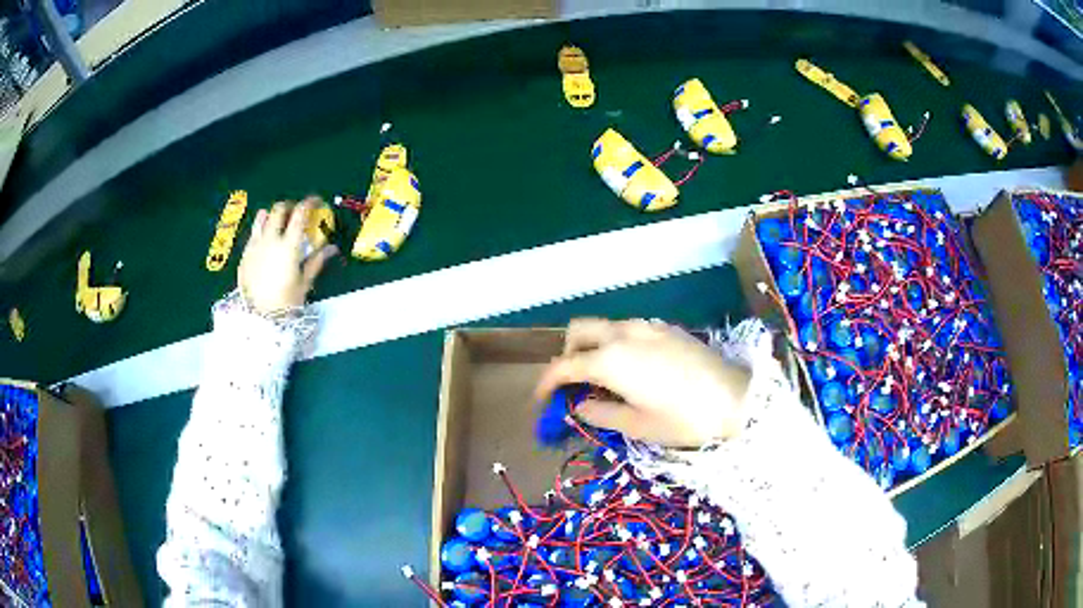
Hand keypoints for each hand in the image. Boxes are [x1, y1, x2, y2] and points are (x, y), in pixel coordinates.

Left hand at [238, 197, 337, 314]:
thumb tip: (332, 248)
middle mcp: (270, 240)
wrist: (258, 317)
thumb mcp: (304, 283)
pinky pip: (253, 233)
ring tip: (278, 221)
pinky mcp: (245, 254)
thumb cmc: (285, 302)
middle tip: (297, 212)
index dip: (309, 202)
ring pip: (262, 217)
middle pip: (279, 209)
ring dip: (272, 214)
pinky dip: (261, 229)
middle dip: (290, 206)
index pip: (300, 213)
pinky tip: (265, 238)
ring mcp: (255, 245)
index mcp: (288, 246)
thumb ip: (316, 262)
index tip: (316, 201)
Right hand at [533, 319, 750, 446]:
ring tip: (604, 378)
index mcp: (610, 360)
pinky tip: (634, 368)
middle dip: (567, 353)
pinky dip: (617, 343)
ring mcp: (648, 326)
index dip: (546, 383)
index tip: (541, 401)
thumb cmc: (684, 419)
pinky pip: (629, 329)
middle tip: (573, 383)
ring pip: (605, 326)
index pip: (564, 365)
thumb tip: (579, 406)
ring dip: (593, 346)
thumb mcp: (636, 426)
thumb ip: (599, 413)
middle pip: (579, 330)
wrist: (738, 399)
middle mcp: (624, 334)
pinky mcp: (667, 328)